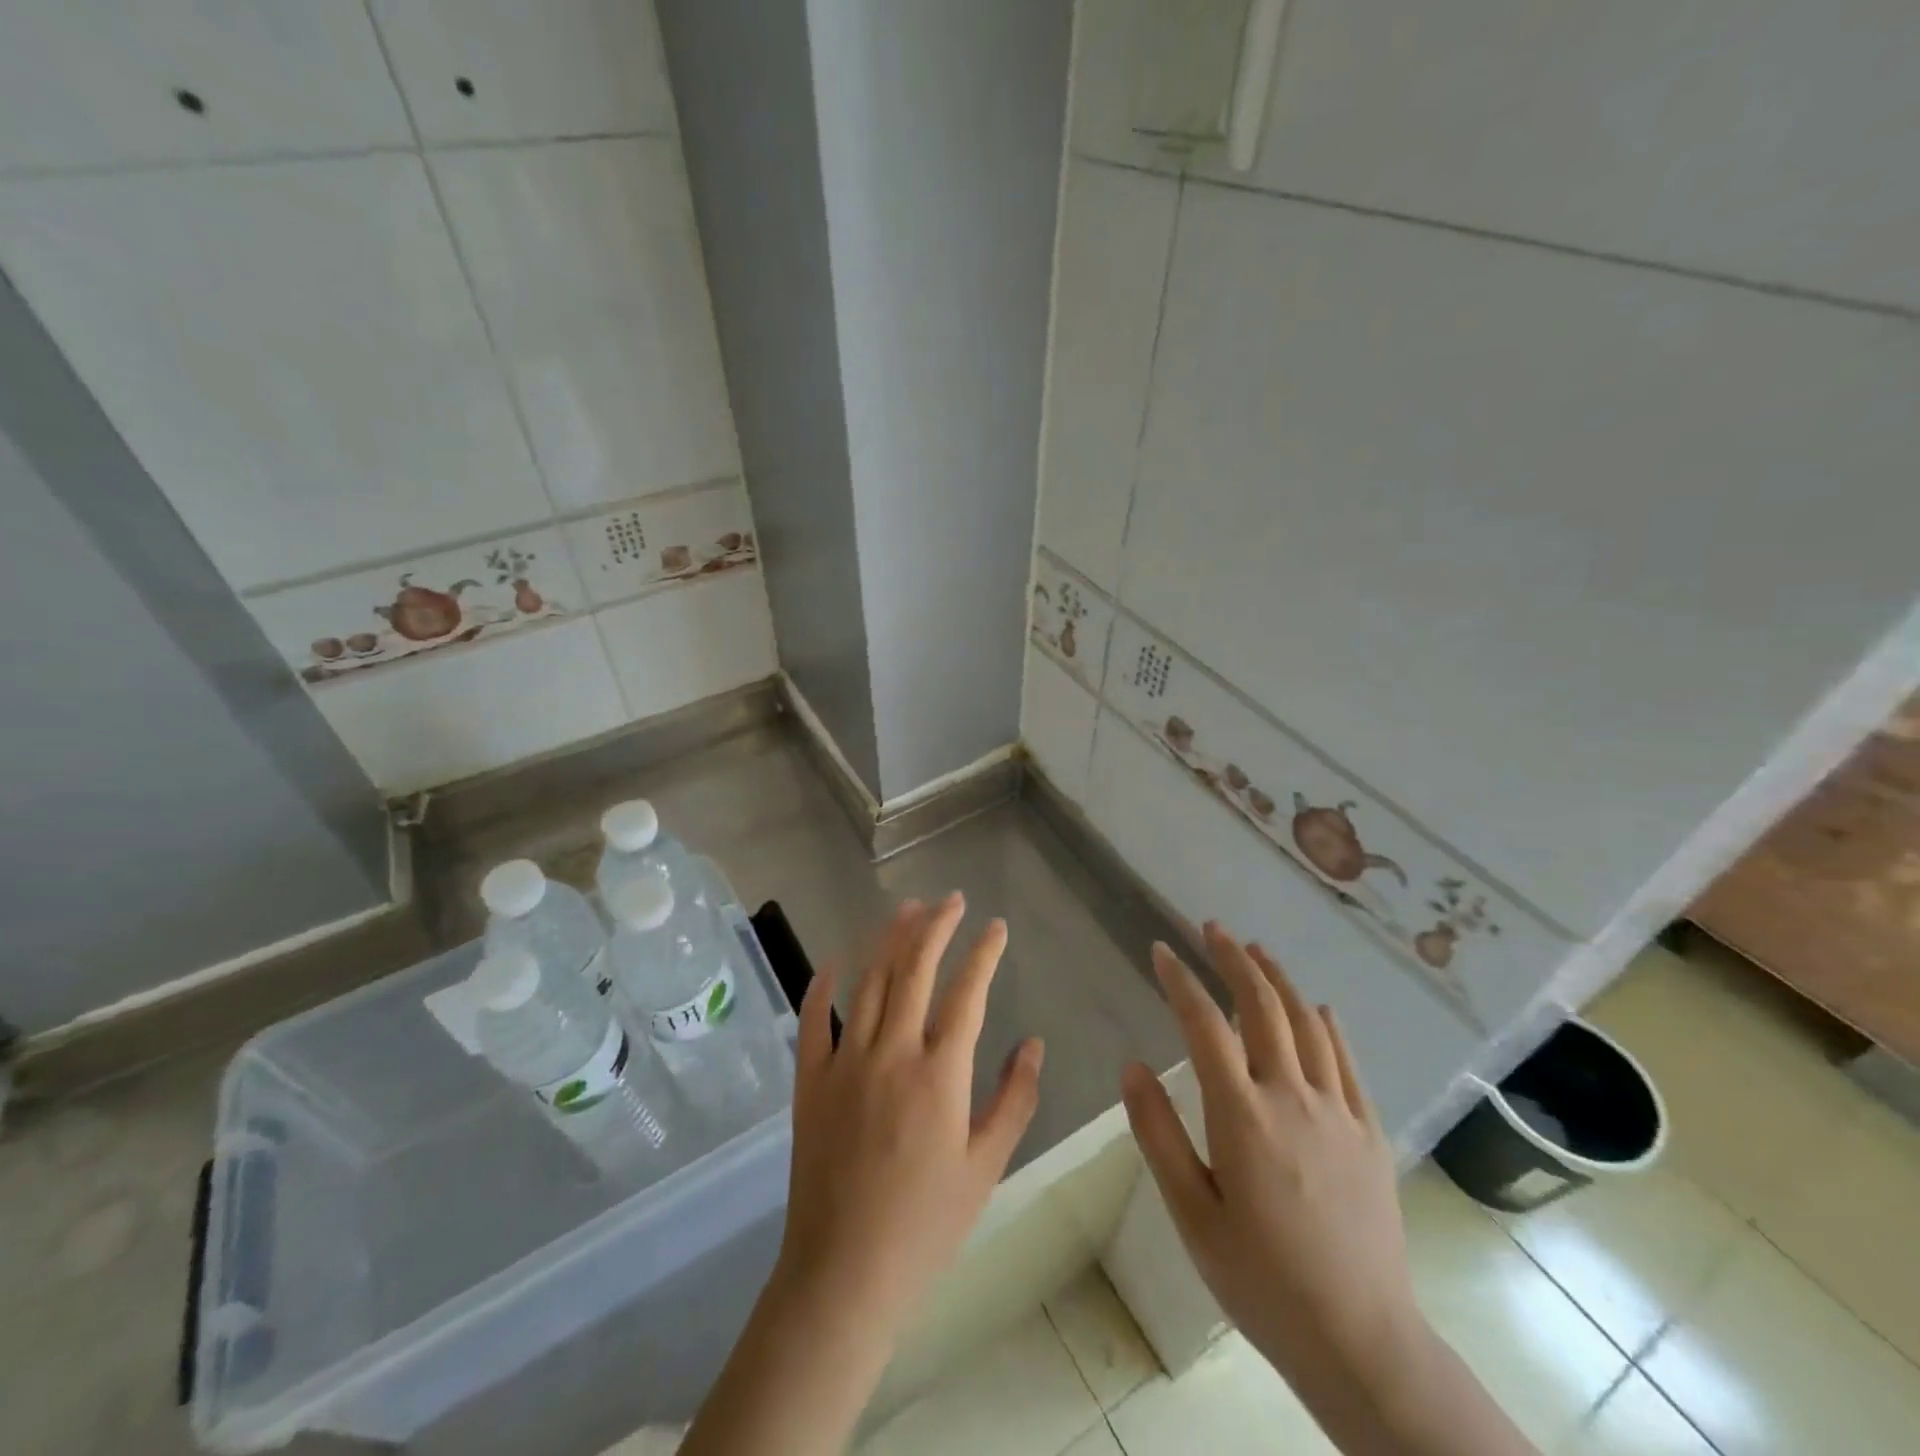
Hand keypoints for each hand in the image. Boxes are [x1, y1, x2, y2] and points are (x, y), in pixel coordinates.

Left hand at [778, 893, 1044, 1331]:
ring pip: (868, 981)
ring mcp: (844, 1062)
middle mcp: (891, 1053)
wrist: (844, 1274)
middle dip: (936, 927)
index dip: (983, 953)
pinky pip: (813, 1019)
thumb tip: (1032, 1043)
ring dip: (889, 940)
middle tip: (952, 900)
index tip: (995, 926)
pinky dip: (824, 984)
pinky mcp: (810, 1081)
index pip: (967, 993)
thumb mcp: (986, 1167)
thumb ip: (1014, 1099)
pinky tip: (836, 960)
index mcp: (940, 1074)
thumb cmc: (926, 1226)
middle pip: (914, 970)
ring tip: (908, 910)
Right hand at [1120, 925, 1422, 1419]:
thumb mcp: (1192, 1214)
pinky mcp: (1369, 1132)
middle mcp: (1291, 1096)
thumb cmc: (1261, 1279)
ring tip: (1256, 951)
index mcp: (1242, 1114)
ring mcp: (1337, 1111)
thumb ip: (1158, 1134)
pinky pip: (1347, 1061)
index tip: (1161, 949)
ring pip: (1307, 1023)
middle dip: (1234, 959)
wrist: (1362, 1341)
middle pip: (1262, 1006)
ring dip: (1278, 979)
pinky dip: (1327, 1024)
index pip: (1204, 1025)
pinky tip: (1317, 1008)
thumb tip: (1132, 1065)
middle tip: (1212, 929)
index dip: (1180, 980)